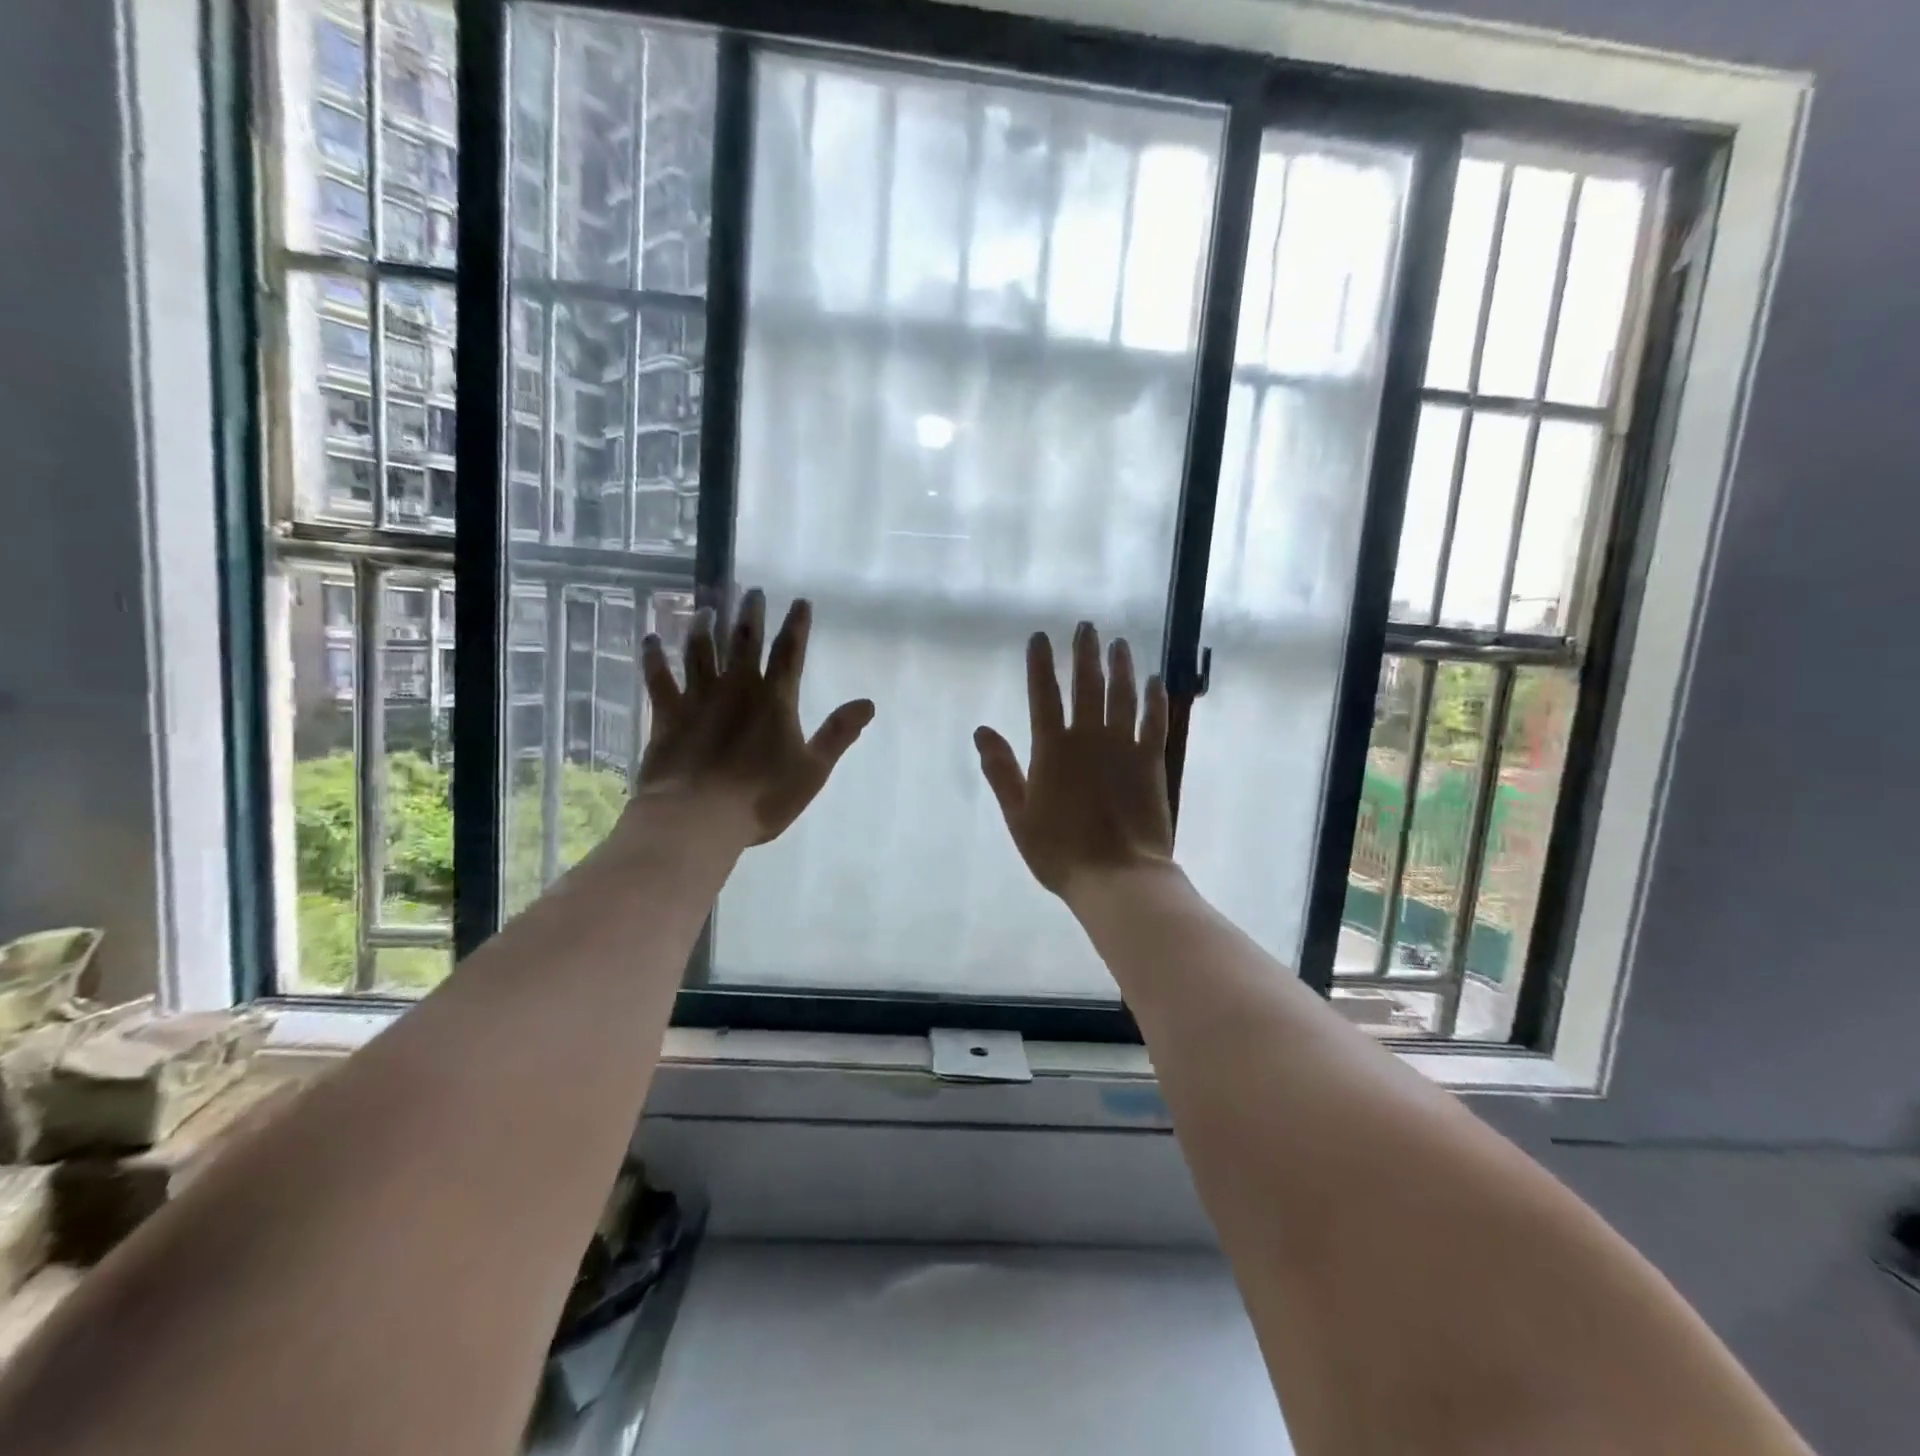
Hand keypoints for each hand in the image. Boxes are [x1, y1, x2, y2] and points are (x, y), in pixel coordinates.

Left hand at [635, 589, 873, 846]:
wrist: (697, 817)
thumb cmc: (761, 797)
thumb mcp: (812, 770)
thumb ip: (838, 733)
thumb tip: (868, 703)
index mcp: (774, 700)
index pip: (789, 653)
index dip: (797, 625)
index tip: (800, 600)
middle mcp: (736, 688)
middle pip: (744, 642)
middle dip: (750, 614)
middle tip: (751, 590)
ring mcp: (698, 698)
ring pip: (700, 651)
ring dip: (704, 628)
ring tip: (705, 608)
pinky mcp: (667, 714)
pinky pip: (658, 678)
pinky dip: (653, 658)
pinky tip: (649, 639)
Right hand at [974, 622, 1175, 901]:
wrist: (1117, 876)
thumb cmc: (1059, 851)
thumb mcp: (1018, 814)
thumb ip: (1001, 770)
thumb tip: (981, 731)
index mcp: (1052, 749)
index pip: (1043, 695)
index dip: (1040, 664)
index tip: (1041, 637)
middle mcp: (1089, 738)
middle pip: (1087, 685)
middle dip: (1084, 653)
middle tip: (1087, 627)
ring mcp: (1123, 747)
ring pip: (1122, 695)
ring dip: (1120, 667)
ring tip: (1119, 643)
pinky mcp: (1151, 761)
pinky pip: (1154, 722)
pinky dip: (1154, 699)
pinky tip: (1153, 681)